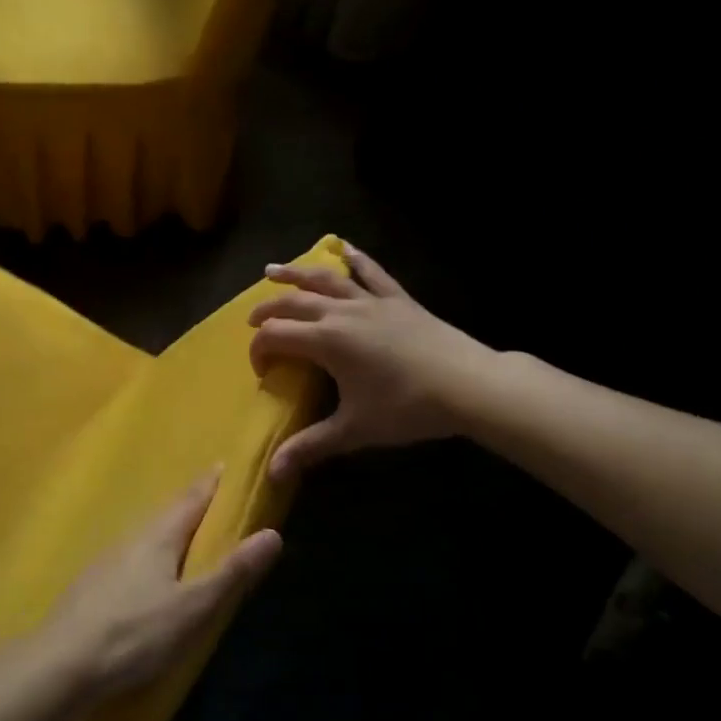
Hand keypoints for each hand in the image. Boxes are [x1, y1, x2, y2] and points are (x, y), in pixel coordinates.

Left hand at [34, 468, 281, 703]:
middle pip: (167, 511)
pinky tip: (148, 569)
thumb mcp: (193, 608)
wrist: (62, 663)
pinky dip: (150, 551)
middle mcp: (132, 536)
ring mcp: (108, 559)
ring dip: (169, 526)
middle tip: (212, 495)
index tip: (226, 465)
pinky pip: (131, 554)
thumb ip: (232, 573)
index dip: (211, 483)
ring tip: (186, 530)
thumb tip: (273, 533)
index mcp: (159, 535)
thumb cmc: (135, 633)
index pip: (191, 498)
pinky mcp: (93, 583)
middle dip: (191, 502)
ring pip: (147, 533)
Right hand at [249, 243, 493, 477]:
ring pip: (324, 279)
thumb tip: (272, 473)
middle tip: (252, 320)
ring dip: (295, 273)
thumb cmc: (407, 407)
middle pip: (293, 303)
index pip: (277, 335)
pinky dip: (355, 257)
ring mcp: (370, 300)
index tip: (261, 370)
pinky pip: (371, 271)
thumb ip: (311, 446)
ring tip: (272, 271)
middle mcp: (341, 312)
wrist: (468, 385)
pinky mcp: (396, 298)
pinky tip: (343, 247)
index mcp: (326, 340)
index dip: (259, 349)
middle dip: (267, 310)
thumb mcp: (354, 430)